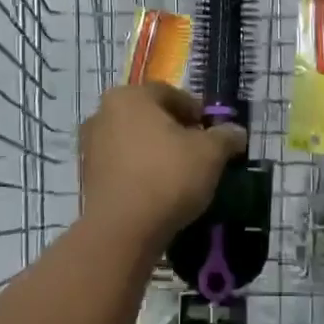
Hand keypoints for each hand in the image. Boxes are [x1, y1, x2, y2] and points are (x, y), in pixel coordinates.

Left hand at [80, 84, 247, 246]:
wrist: (123, 230)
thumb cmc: (168, 176)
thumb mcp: (210, 153)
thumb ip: (225, 136)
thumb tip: (236, 132)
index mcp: (129, 96)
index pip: (170, 94)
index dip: (196, 111)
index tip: (212, 132)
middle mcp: (103, 113)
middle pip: (149, 116)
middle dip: (174, 130)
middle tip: (199, 151)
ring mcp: (90, 146)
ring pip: (133, 141)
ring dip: (156, 151)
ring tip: (180, 174)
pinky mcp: (87, 176)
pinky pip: (122, 165)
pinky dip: (140, 171)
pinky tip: (158, 189)